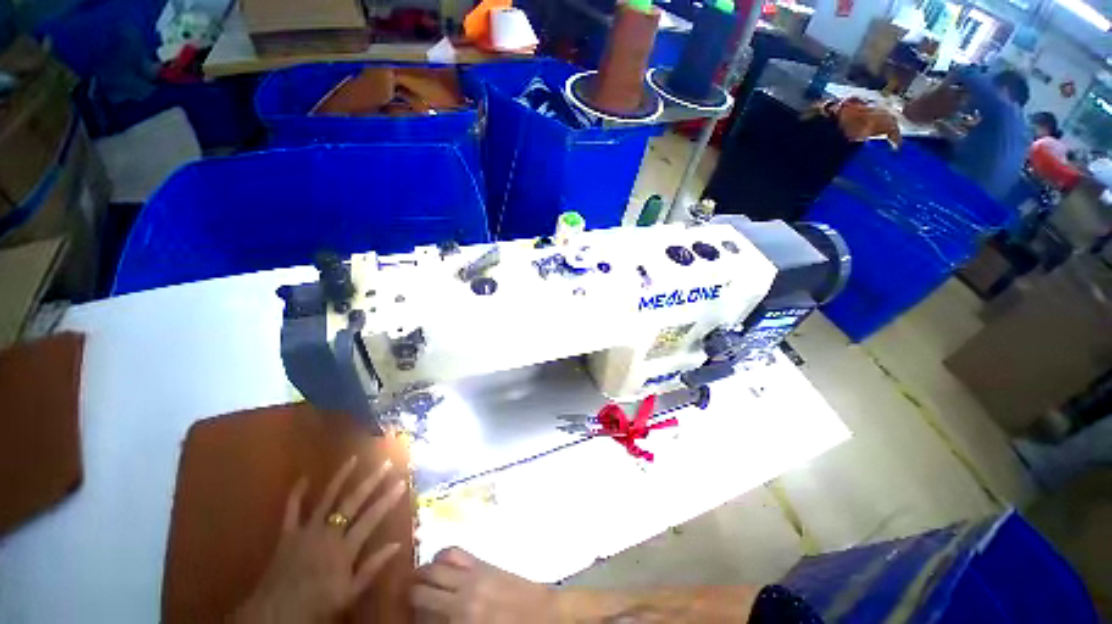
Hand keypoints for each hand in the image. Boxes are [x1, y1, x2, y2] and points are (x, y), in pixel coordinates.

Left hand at [236, 457, 407, 623]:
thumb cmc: (317, 605)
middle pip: (353, 502)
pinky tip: (303, 478)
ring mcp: (307, 530)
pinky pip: (292, 510)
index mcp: (345, 548)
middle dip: (372, 481)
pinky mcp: (288, 534)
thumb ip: (372, 568)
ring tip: (353, 459)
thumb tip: (397, 544)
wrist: (275, 614)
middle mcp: (328, 532)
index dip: (388, 499)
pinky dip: (296, 494)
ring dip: (341, 477)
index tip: (402, 482)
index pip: (372, 517)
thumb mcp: (349, 593)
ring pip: (326, 498)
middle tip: (387, 463)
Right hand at [411, 548, 556, 622]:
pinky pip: (456, 552)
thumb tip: (431, 619)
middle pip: (421, 589)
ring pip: (436, 565)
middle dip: (409, 593)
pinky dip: (443, 555)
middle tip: (406, 597)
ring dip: (423, 571)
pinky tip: (441, 563)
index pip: (422, 615)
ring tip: (419, 578)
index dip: (411, 615)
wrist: (544, 613)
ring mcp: (473, 576)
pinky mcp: (483, 563)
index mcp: (460, 620)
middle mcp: (461, 597)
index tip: (406, 614)